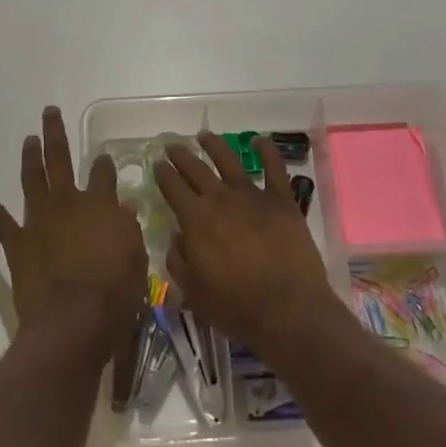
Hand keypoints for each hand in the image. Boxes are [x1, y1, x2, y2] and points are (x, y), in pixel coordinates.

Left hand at [0, 107, 147, 355]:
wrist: (74, 319)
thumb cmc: (115, 291)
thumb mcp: (136, 256)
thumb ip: (127, 228)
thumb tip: (122, 207)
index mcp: (101, 205)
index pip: (104, 174)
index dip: (104, 164)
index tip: (103, 158)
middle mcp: (68, 203)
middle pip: (61, 160)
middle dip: (55, 134)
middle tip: (49, 112)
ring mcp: (39, 219)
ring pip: (32, 179)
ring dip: (30, 157)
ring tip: (29, 139)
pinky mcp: (17, 241)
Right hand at [154, 132, 344, 354]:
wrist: (288, 310)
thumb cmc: (235, 307)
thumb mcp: (193, 291)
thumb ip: (179, 259)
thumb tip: (176, 235)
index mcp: (195, 219)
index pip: (172, 187)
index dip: (163, 174)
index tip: (157, 164)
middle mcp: (220, 199)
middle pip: (196, 169)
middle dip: (182, 156)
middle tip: (172, 146)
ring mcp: (253, 196)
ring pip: (229, 161)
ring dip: (215, 146)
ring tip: (204, 136)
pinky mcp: (282, 201)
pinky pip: (274, 168)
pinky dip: (267, 151)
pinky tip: (260, 140)